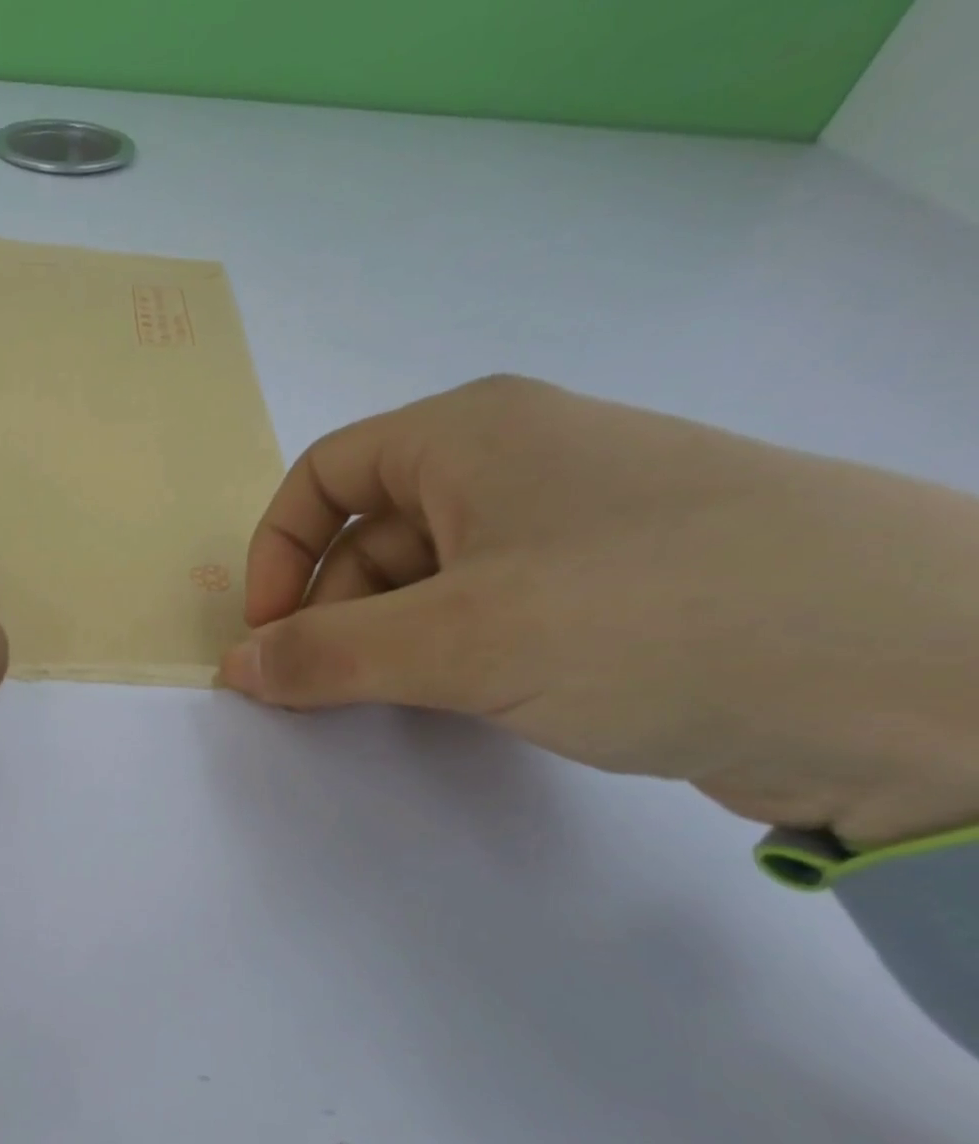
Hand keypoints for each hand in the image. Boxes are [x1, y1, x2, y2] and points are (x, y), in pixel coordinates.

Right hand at [221, 375, 978, 847]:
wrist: (919, 680)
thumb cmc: (651, 619)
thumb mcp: (457, 640)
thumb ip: (324, 656)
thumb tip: (234, 669)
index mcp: (473, 435)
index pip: (325, 473)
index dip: (278, 552)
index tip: (270, 637)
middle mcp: (516, 467)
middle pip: (370, 535)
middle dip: (332, 615)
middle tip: (325, 696)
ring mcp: (565, 533)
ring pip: (425, 585)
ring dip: (388, 647)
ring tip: (402, 708)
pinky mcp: (604, 596)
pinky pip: (482, 619)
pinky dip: (446, 663)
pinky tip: (462, 707)